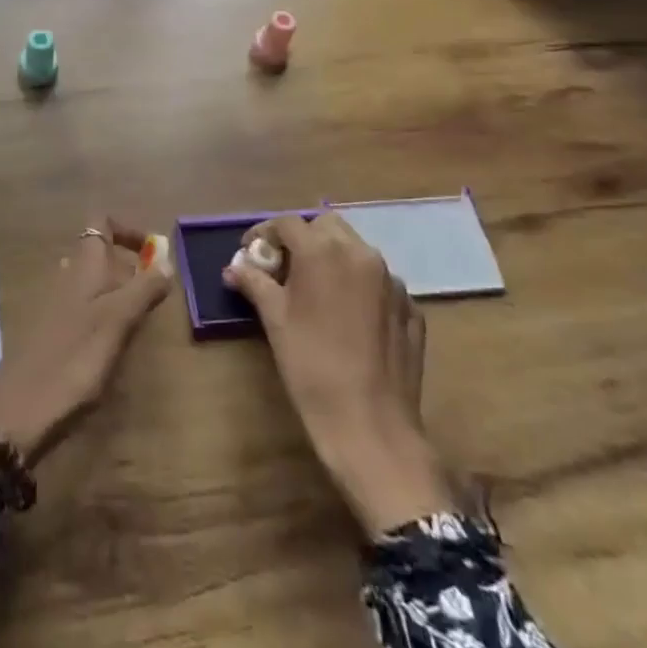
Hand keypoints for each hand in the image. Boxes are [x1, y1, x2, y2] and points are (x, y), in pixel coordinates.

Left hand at [0, 218, 170, 463]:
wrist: (20, 410)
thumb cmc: (74, 360)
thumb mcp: (117, 322)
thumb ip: (143, 290)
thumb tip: (166, 262)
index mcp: (83, 266)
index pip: (101, 222)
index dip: (128, 229)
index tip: (154, 252)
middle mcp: (66, 276)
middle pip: (99, 253)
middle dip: (129, 266)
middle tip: (155, 296)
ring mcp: (55, 304)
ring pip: (92, 282)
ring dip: (118, 293)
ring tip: (139, 321)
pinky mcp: (50, 332)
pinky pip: (83, 308)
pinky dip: (103, 315)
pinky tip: (113, 344)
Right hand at [225, 213, 453, 535]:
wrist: (371, 425)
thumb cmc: (311, 366)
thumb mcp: (274, 321)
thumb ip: (255, 283)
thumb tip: (235, 267)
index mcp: (323, 252)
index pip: (288, 223)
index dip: (264, 233)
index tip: (251, 252)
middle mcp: (362, 254)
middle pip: (327, 226)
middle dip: (303, 238)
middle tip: (284, 267)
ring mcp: (392, 281)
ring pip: (356, 251)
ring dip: (332, 259)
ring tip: (315, 291)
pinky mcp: (411, 308)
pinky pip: (379, 282)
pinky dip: (359, 286)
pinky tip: (347, 317)